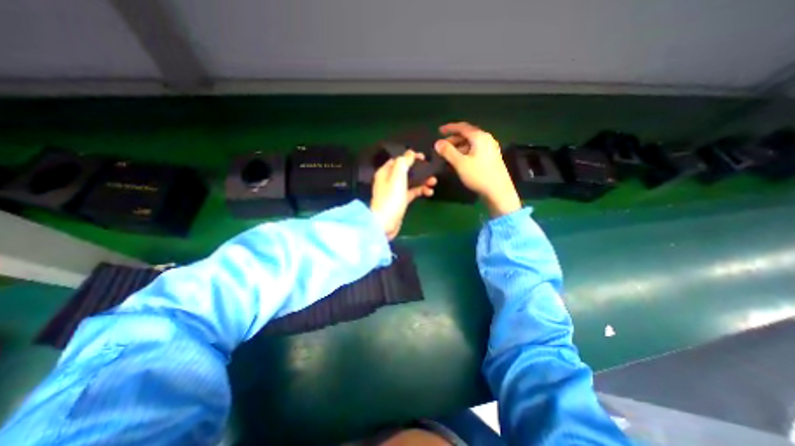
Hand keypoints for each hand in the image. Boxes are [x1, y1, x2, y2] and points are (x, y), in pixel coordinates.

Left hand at [370, 150, 437, 240]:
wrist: (385, 223)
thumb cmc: (390, 198)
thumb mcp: (397, 177)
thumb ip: (403, 162)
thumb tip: (410, 153)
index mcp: (385, 172)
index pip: (398, 160)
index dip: (410, 157)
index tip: (424, 157)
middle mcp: (389, 180)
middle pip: (406, 171)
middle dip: (419, 170)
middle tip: (431, 170)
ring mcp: (395, 191)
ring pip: (411, 182)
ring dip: (422, 181)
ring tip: (433, 182)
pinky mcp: (401, 201)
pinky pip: (412, 192)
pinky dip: (421, 191)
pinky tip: (429, 192)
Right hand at [433, 121, 522, 217]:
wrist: (498, 191)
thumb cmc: (478, 175)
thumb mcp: (460, 163)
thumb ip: (448, 151)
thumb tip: (437, 143)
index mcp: (480, 137)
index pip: (462, 127)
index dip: (449, 128)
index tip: (439, 131)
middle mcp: (487, 139)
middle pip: (467, 135)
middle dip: (453, 140)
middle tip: (442, 147)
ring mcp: (490, 149)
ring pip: (471, 144)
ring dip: (458, 147)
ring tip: (448, 156)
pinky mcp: (491, 158)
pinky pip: (475, 150)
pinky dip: (465, 153)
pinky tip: (459, 162)